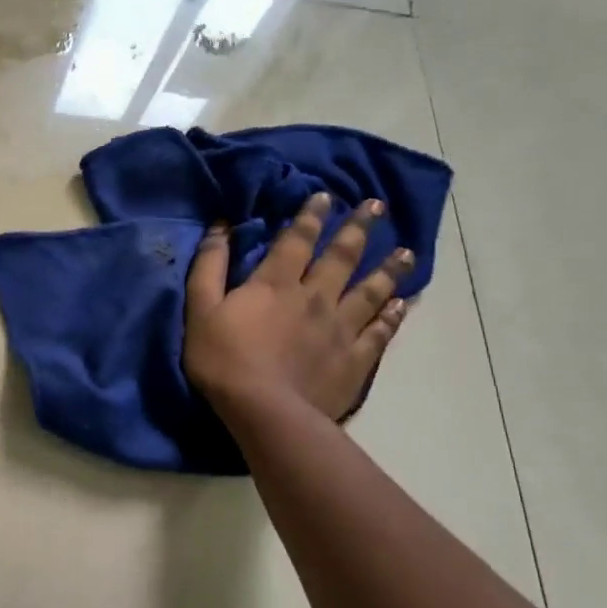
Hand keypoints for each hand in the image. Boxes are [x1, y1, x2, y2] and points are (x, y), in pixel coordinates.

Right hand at [183, 193, 412, 424]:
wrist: (264, 411)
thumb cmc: (223, 358)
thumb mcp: (201, 308)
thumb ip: (209, 266)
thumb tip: (220, 226)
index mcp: (276, 283)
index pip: (297, 239)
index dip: (311, 216)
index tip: (326, 195)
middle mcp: (315, 297)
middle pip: (342, 257)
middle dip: (358, 229)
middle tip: (377, 206)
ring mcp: (340, 329)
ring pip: (370, 291)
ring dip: (387, 269)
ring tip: (405, 252)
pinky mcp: (354, 360)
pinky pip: (378, 332)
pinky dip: (391, 316)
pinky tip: (400, 304)